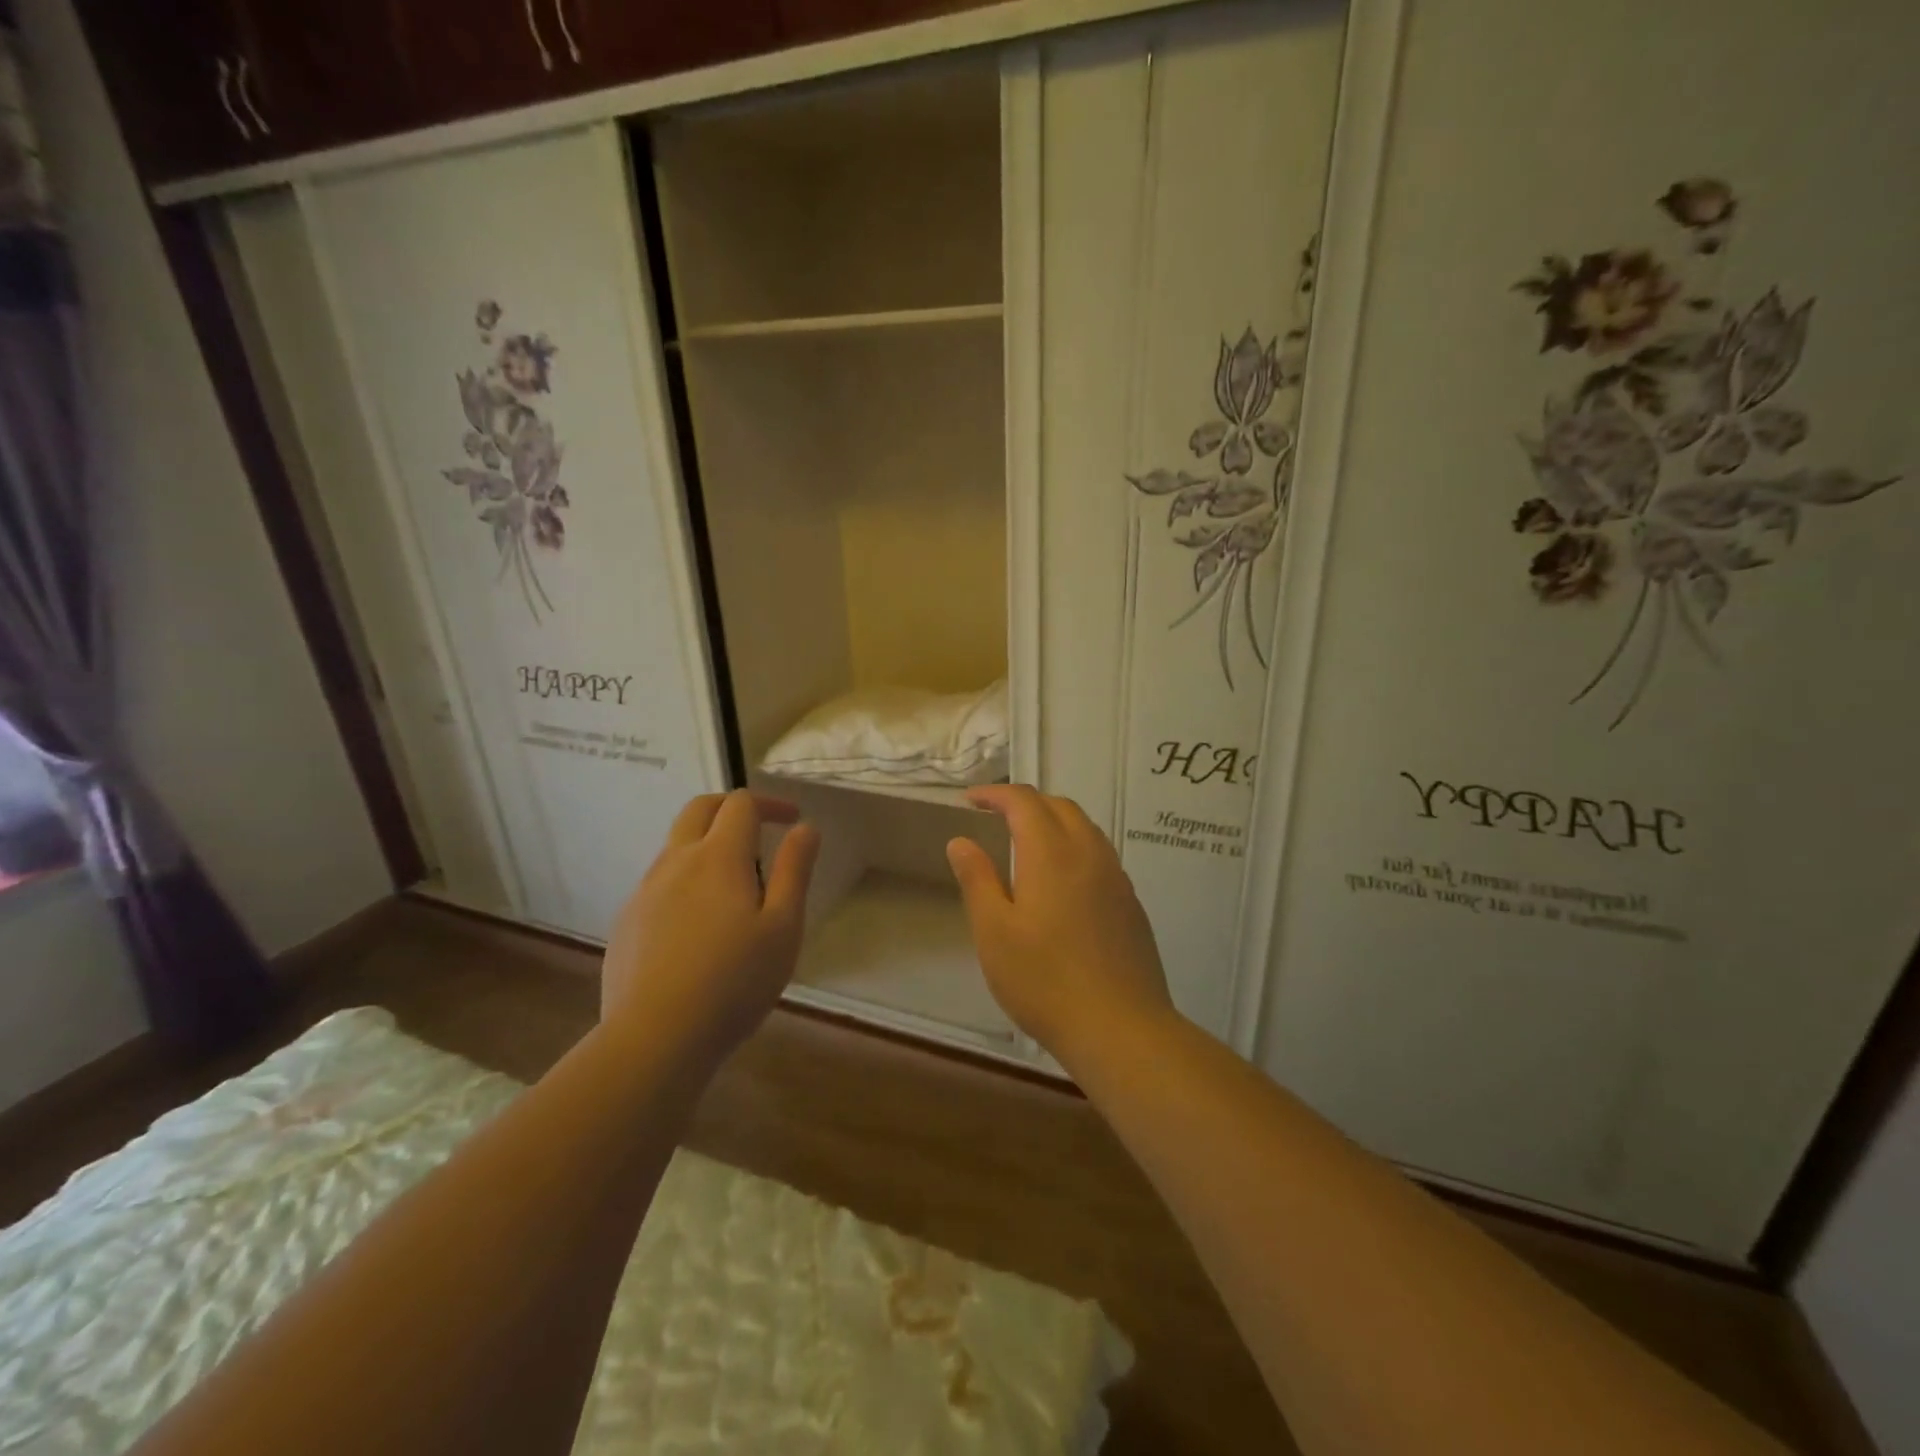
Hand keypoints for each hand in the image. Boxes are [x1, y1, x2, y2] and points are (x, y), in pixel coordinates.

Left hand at [601, 790, 819, 1065]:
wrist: (653, 1038)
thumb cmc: (734, 982)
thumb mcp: (783, 927)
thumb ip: (794, 871)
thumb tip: (804, 828)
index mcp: (718, 857)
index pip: (740, 804)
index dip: (769, 803)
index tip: (792, 819)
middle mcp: (676, 862)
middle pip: (698, 810)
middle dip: (731, 807)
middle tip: (759, 827)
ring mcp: (644, 892)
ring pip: (676, 846)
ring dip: (707, 844)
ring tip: (735, 882)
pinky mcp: (627, 923)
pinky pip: (659, 883)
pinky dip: (686, 879)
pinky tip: (700, 923)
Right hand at [946, 785, 1174, 1064]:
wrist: (1121, 1028)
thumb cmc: (1045, 981)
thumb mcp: (994, 933)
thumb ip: (977, 880)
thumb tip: (961, 840)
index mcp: (1051, 853)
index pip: (1024, 801)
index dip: (995, 794)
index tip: (970, 800)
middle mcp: (1089, 853)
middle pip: (1059, 806)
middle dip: (1026, 802)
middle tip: (996, 817)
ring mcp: (1116, 877)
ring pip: (1085, 828)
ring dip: (1054, 821)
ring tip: (1027, 842)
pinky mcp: (1131, 903)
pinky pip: (1101, 855)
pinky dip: (1075, 847)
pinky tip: (1063, 881)